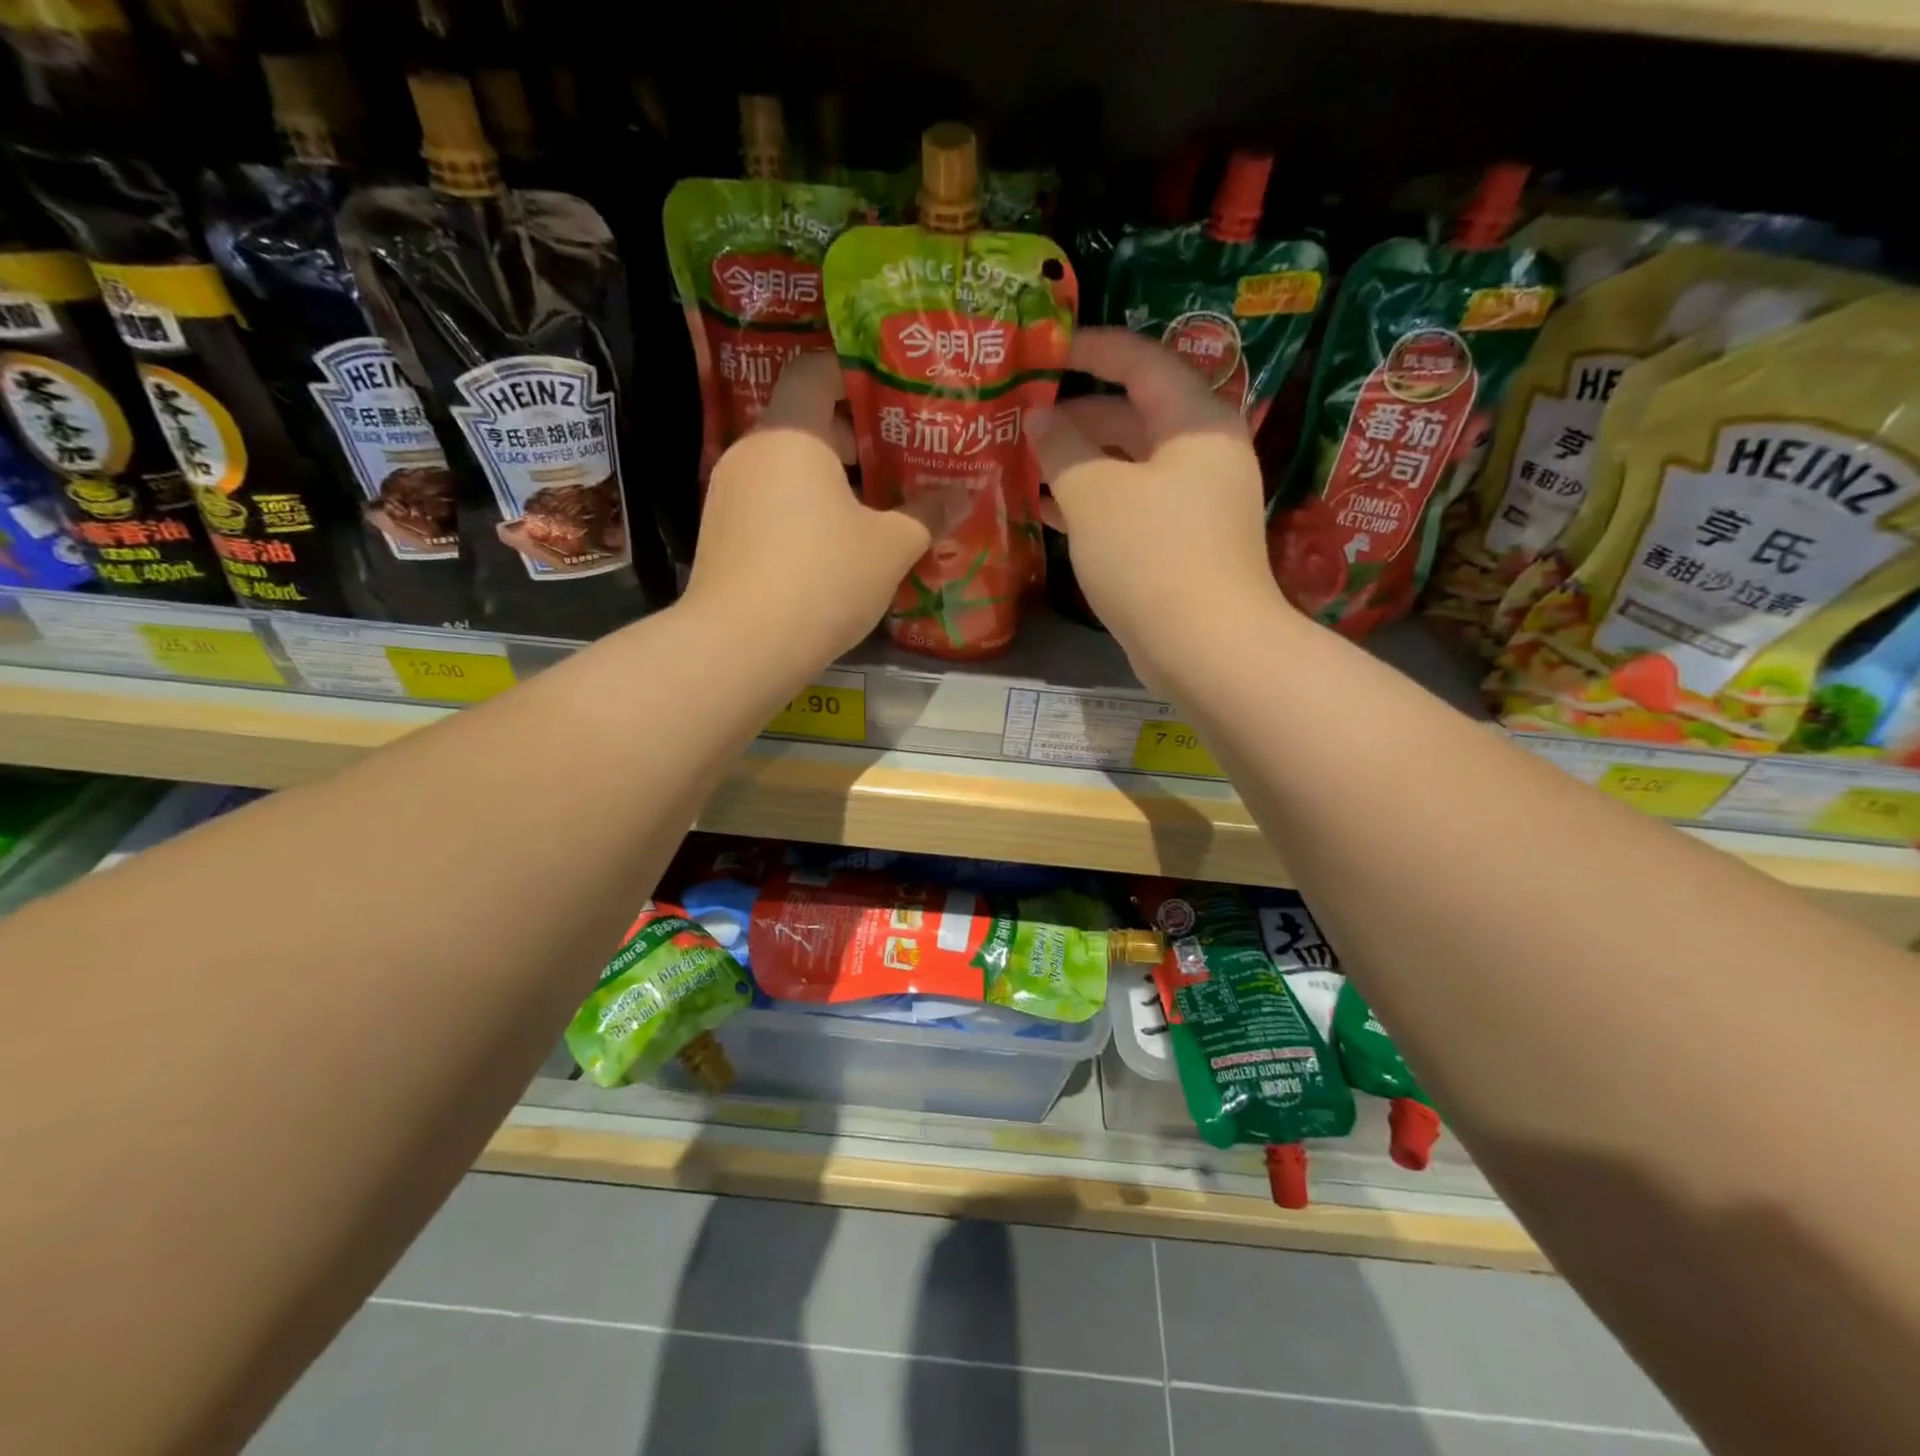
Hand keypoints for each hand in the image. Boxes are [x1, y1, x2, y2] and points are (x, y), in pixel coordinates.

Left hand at [682, 352, 937, 664]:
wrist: (742, 646)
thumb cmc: (824, 578)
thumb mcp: (890, 548)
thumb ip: (926, 515)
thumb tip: (959, 497)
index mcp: (791, 434)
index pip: (814, 371)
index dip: (853, 376)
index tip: (890, 400)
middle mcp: (751, 452)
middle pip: (801, 422)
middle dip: (850, 440)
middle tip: (894, 465)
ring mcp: (727, 494)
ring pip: (784, 468)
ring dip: (826, 482)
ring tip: (868, 513)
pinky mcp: (719, 534)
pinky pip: (767, 504)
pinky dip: (799, 512)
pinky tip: (829, 549)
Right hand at [1028, 328, 1294, 686]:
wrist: (1205, 647)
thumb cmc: (1150, 556)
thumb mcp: (1095, 494)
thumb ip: (1062, 447)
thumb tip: (1040, 418)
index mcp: (1195, 422)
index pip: (1142, 362)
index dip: (1092, 349)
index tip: (1045, 351)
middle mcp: (1204, 454)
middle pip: (1136, 414)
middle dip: (1079, 415)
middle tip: (1024, 420)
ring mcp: (1198, 503)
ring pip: (1131, 465)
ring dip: (1082, 463)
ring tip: (1028, 466)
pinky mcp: (1185, 544)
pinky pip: (1135, 505)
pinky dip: (1097, 503)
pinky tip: (1052, 513)